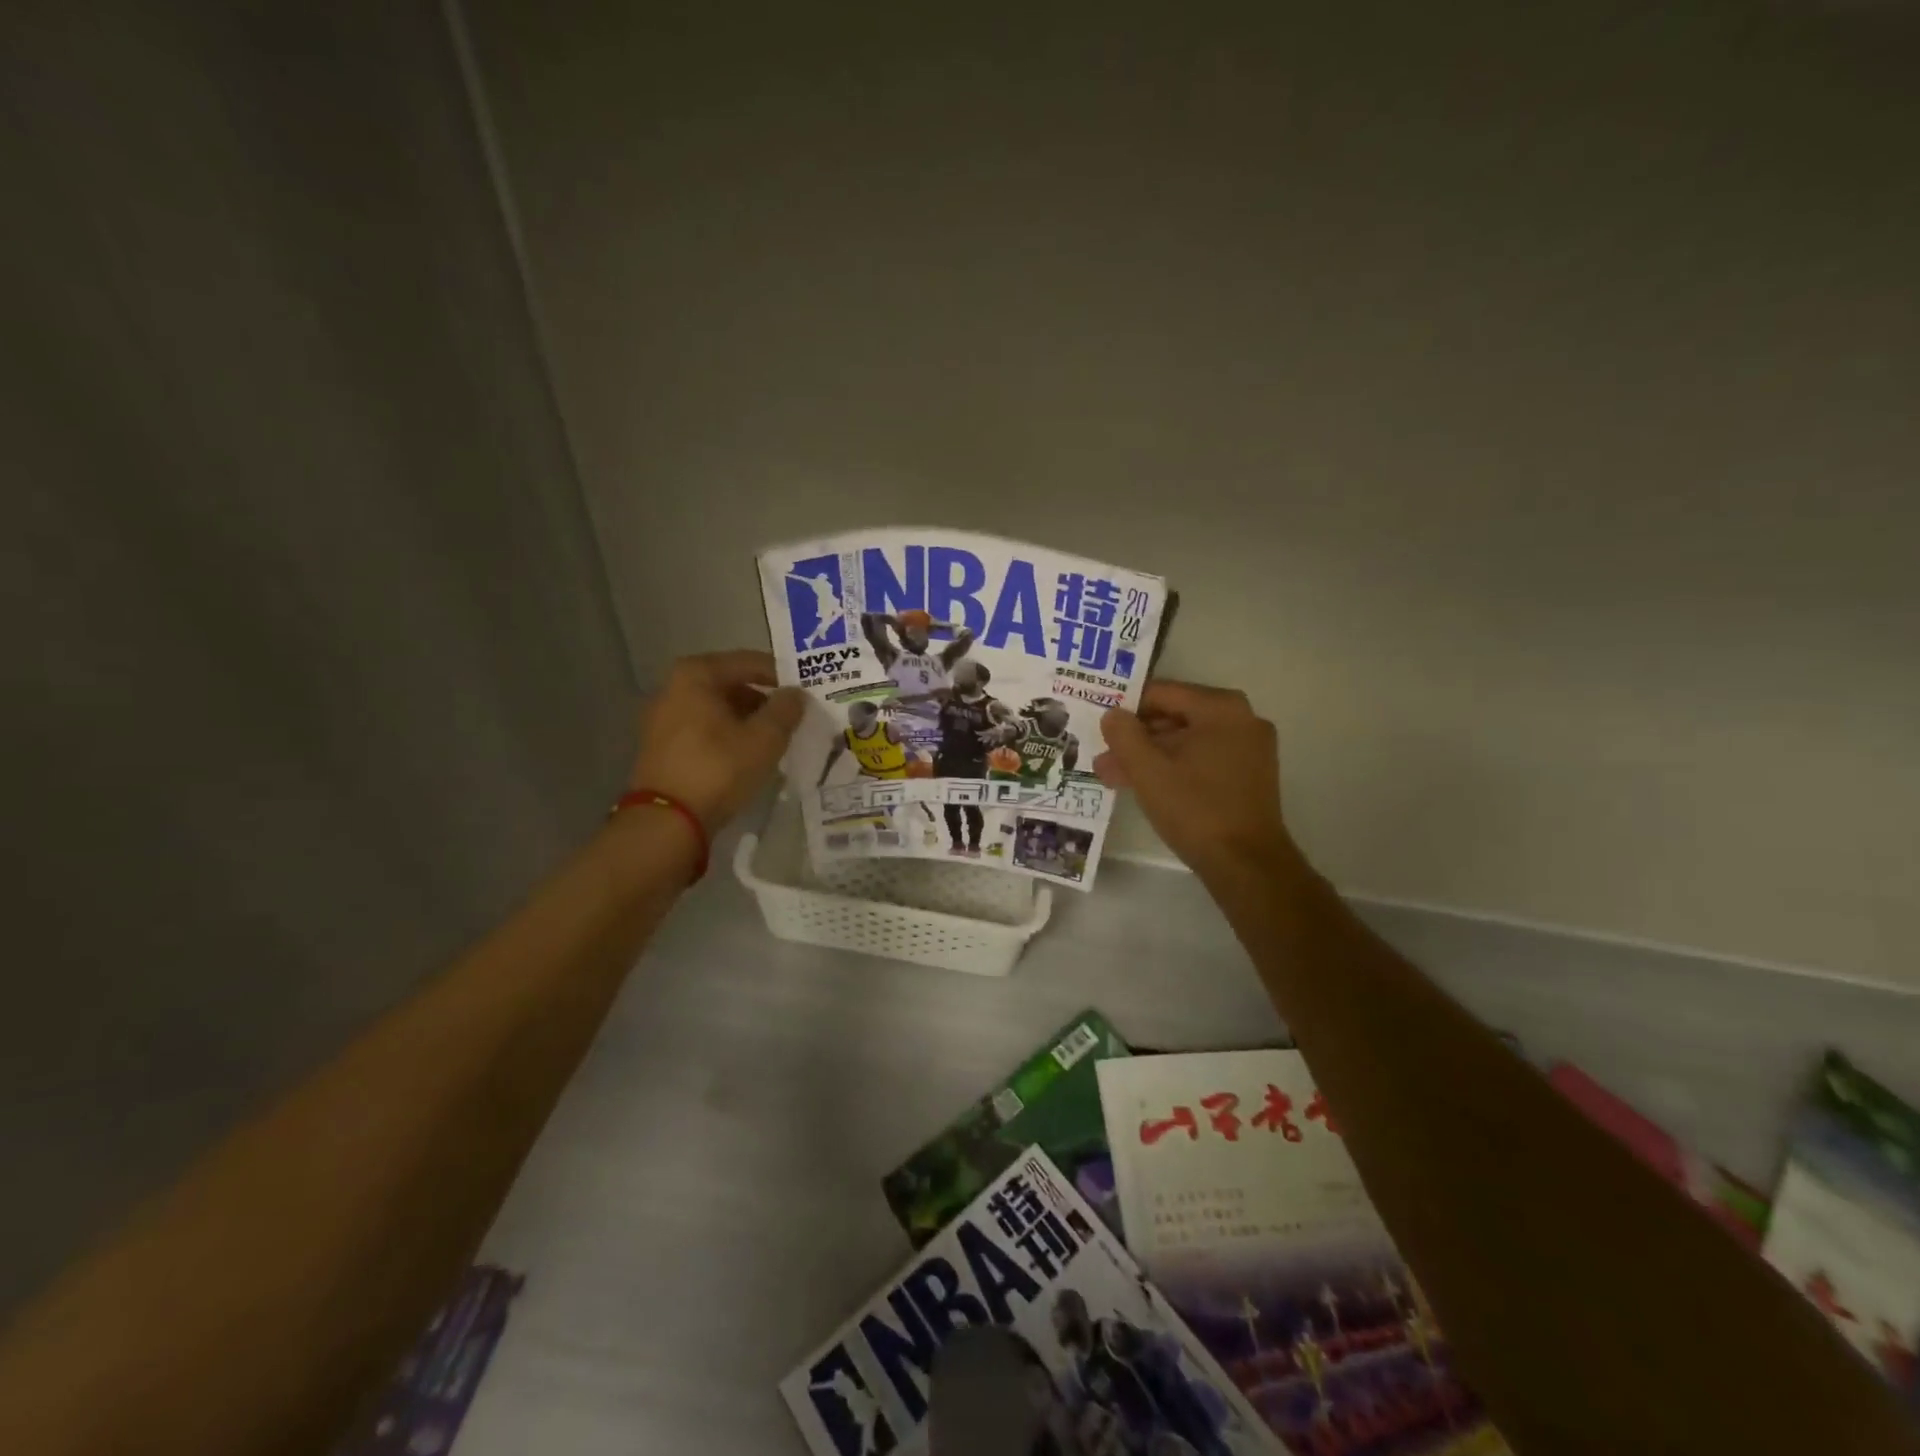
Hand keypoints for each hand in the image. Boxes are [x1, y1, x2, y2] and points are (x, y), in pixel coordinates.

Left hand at [627, 651, 806, 831]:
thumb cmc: (718, 768)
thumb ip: (786, 710)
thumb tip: (796, 694)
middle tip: (794, 717)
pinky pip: (704, 728)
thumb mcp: (765, 738)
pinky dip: (728, 735)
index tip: (807, 692)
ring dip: (747, 719)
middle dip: (764, 699)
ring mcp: (663, 717)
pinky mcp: (662, 745)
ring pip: (718, 708)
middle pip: (732, 684)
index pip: (750, 662)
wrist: (667, 821)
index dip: (782, 676)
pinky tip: (748, 754)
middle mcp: (674, 687)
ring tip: (776, 739)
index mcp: (696, 674)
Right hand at [1095, 680, 1300, 883]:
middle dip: (1136, 738)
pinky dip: (1175, 767)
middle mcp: (1242, 719)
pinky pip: (1203, 758)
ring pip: (1187, 740)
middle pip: (1175, 716)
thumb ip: (1124, 734)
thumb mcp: (1147, 770)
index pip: (1161, 693)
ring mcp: (1250, 747)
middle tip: (1103, 758)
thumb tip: (1113, 714)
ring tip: (1114, 777)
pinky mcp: (1250, 774)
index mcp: (1221, 708)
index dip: (1125, 708)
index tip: (1100, 726)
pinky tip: (1146, 786)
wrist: (1246, 864)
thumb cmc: (1195, 809)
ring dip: (1151, 756)